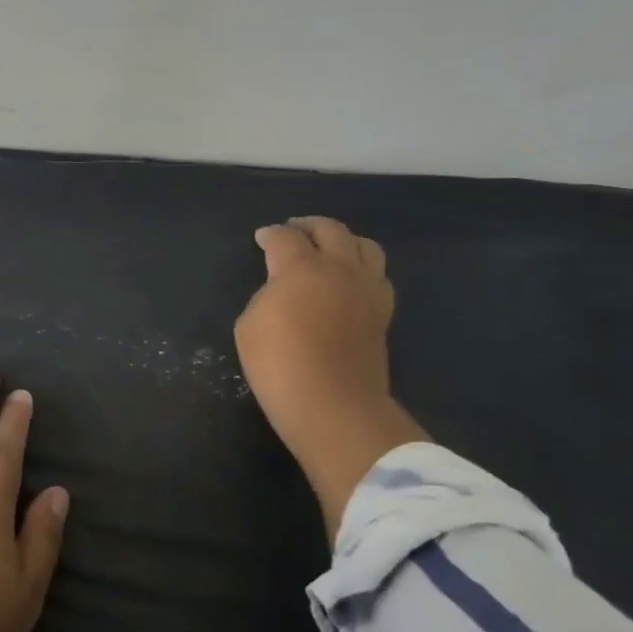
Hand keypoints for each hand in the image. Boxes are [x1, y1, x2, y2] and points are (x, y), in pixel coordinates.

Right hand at [234, 217, 428, 539]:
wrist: (332, 406)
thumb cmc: (279, 364)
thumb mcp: (250, 325)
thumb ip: (267, 295)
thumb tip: (284, 291)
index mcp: (302, 267)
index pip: (284, 237)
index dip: (270, 235)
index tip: (261, 238)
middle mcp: (340, 268)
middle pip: (330, 230)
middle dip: (309, 226)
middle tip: (294, 230)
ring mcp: (367, 289)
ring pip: (365, 246)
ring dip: (344, 240)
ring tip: (329, 248)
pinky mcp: (383, 313)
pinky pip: (378, 276)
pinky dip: (363, 268)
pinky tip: (351, 280)